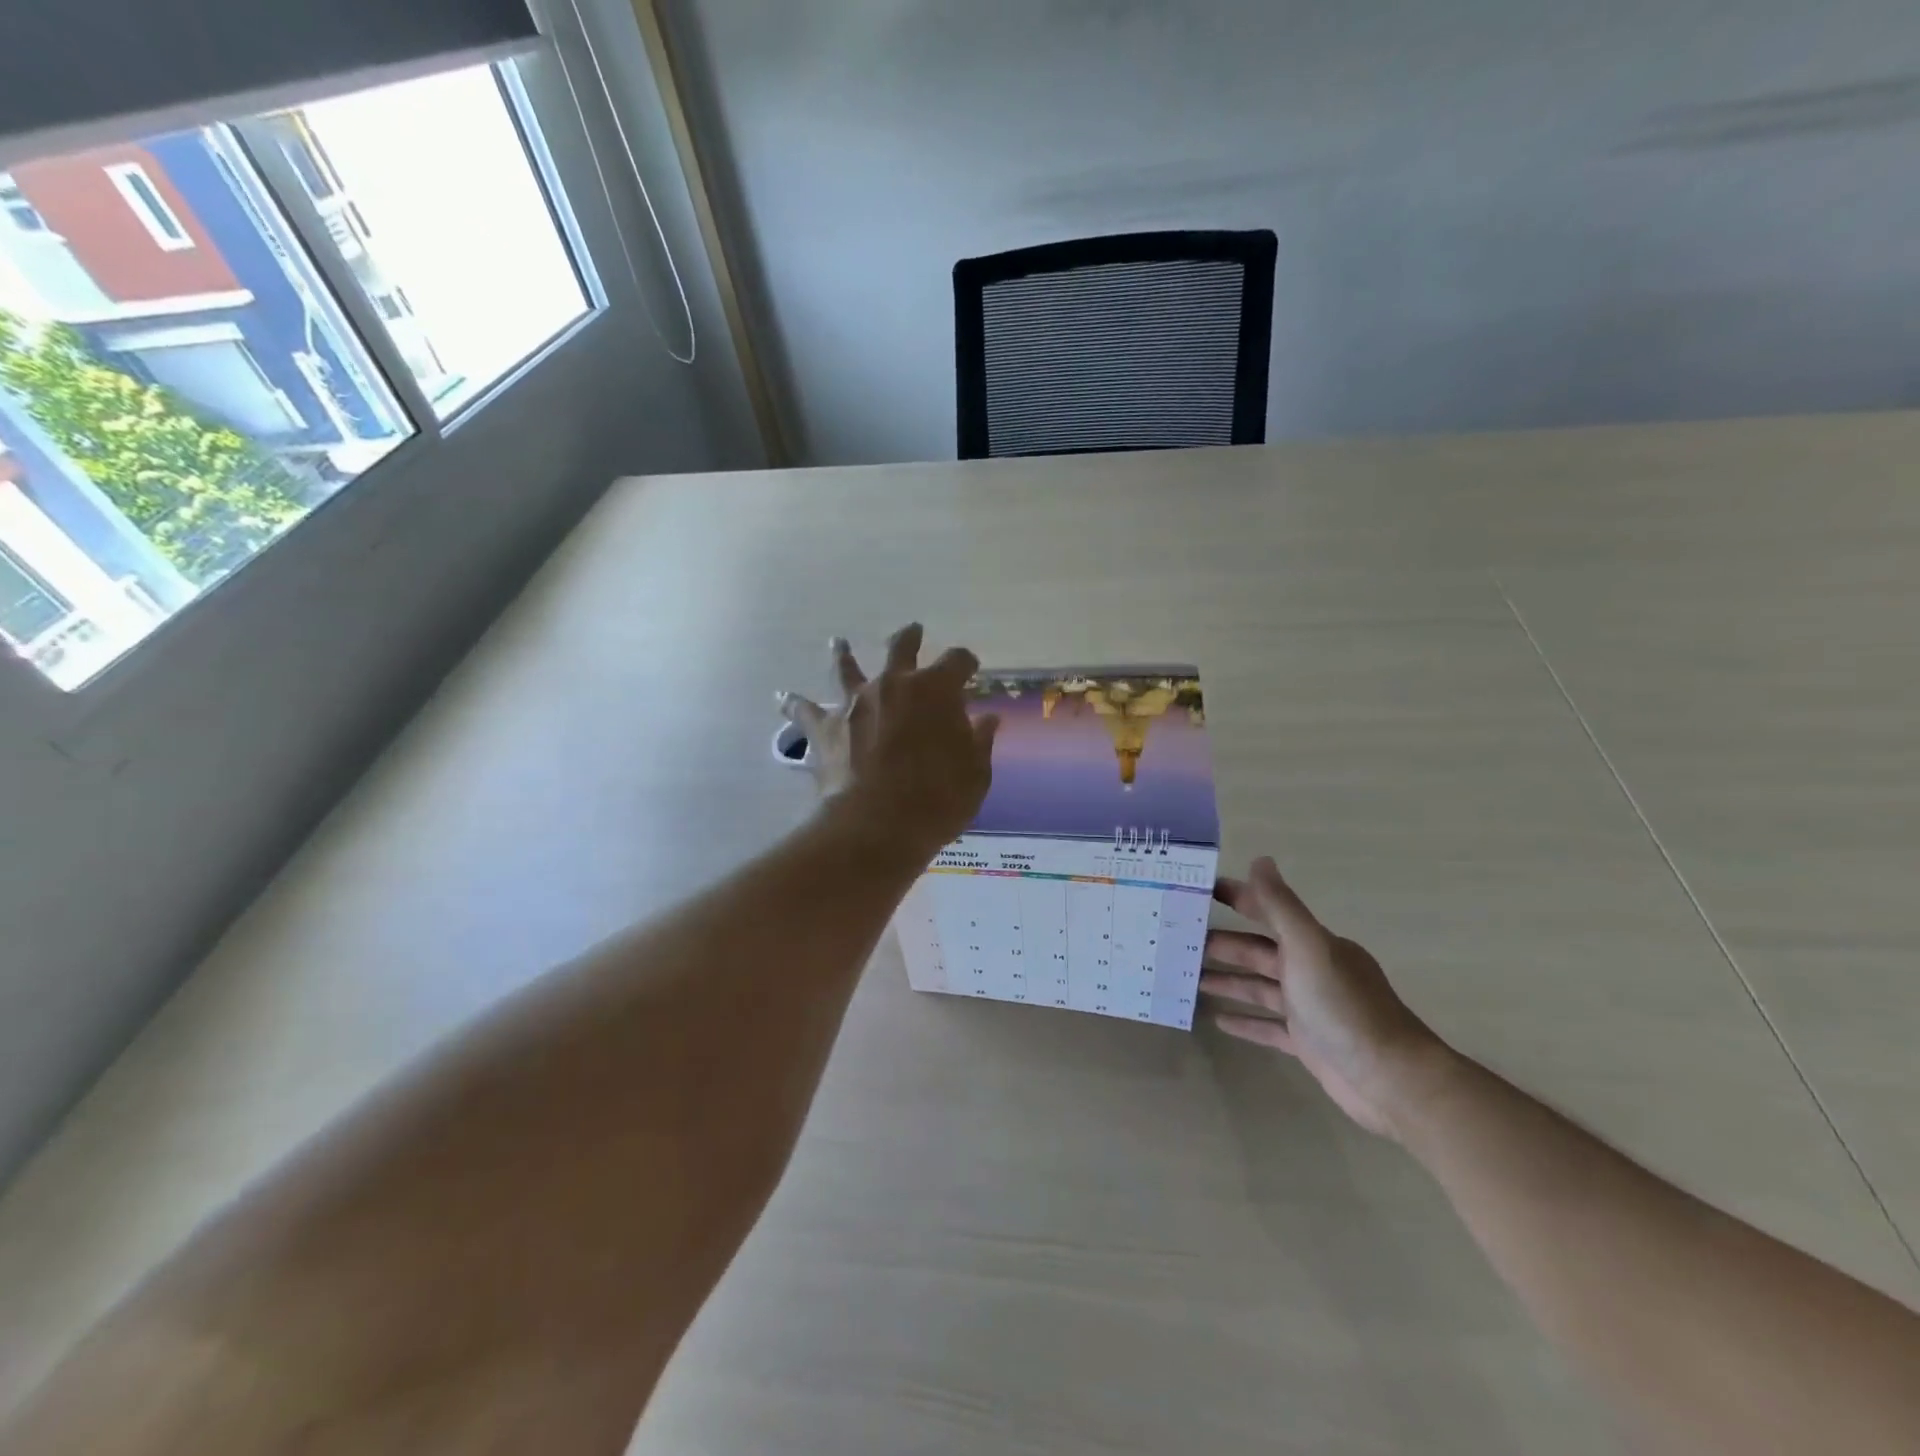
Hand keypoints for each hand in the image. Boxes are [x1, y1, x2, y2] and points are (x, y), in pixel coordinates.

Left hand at [779, 624, 998, 860]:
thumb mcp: (975, 774)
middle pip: (901, 647)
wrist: (878, 825)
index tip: (971, 669)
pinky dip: (795, 704)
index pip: (957, 661)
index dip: (966, 663)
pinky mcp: (825, 728)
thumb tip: (988, 720)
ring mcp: (855, 703)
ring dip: (845, 654)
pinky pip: (804, 711)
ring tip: (839, 643)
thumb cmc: (937, 799)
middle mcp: (893, 684)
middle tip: (913, 630)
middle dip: (910, 637)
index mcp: (936, 690)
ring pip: (847, 668)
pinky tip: (783, 698)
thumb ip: (979, 742)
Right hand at [1204, 858, 1454, 1138]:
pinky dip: (1244, 1021)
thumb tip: (1260, 860)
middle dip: (1222, 944)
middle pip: (1257, 950)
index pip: (1268, 910)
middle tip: (1180, 941)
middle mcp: (1310, 970)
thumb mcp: (1308, 948)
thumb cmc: (1344, 1007)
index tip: (1198, 892)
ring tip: (1189, 978)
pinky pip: (1267, 1026)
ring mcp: (1308, 1008)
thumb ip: (1282, 906)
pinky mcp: (1307, 1043)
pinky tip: (1218, 1020)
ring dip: (1227, 980)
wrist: (1391, 1080)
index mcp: (1313, 944)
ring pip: (1258, 987)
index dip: (1236, 898)